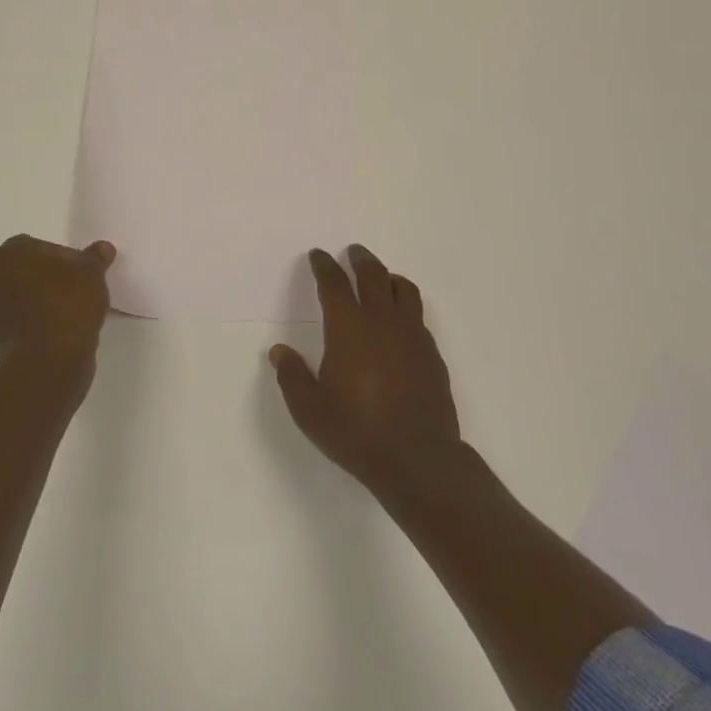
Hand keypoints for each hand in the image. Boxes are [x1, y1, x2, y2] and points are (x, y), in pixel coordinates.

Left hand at [0, 235, 114, 365]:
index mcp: (10, 253)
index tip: (78, 271)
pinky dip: (35, 324)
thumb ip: (95, 257)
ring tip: (69, 313)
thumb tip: (103, 248)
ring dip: (39, 302)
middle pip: (25, 271)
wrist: (48, 361)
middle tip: (74, 289)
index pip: (37, 245)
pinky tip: (59, 332)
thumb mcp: (92, 272)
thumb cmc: (67, 303)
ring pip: (20, 298)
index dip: (60, 257)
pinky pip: (20, 323)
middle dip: (46, 278)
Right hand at [269, 245, 460, 495]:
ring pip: (403, 289)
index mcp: (348, 328)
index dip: (324, 266)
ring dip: (388, 277)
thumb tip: (278, 351)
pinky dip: (406, 306)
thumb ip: (292, 377)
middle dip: (360, 260)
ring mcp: (412, 335)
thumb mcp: (310, 410)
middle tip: (353, 252)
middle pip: (373, 275)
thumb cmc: (357, 431)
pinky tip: (401, 321)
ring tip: (382, 278)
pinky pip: (418, 316)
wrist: (418, 459)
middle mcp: (382, 321)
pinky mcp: (432, 354)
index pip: (334, 284)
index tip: (318, 255)